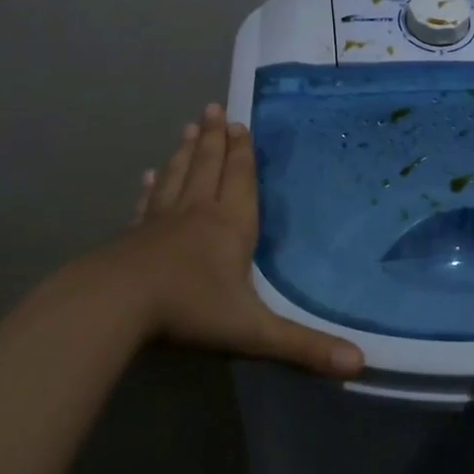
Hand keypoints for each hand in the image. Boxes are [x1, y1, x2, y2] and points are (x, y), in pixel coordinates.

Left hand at [85, 104, 364, 377]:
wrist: (113, 306)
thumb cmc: (189, 310)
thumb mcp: (253, 330)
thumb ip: (304, 346)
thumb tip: (360, 364)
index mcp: (230, 225)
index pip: (240, 179)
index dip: (242, 152)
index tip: (239, 124)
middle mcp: (197, 213)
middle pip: (208, 167)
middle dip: (214, 139)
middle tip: (213, 109)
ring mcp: (160, 222)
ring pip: (177, 176)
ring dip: (186, 151)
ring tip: (189, 127)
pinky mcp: (132, 236)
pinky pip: (147, 203)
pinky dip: (151, 187)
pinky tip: (148, 175)